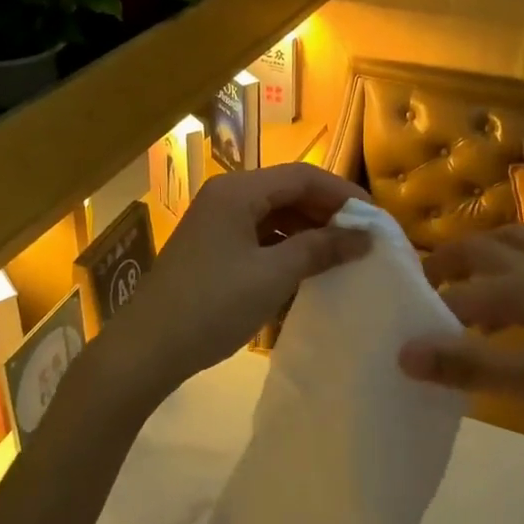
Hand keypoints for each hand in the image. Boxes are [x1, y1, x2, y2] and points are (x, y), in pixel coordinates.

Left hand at [100, 163, 371, 403]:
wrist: (147, 348)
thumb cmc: (213, 304)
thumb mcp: (273, 275)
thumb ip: (321, 249)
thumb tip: (365, 236)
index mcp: (238, 190)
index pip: (302, 175)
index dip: (342, 193)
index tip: (376, 218)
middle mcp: (226, 195)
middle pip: (287, 191)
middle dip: (327, 212)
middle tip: (363, 239)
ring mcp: (216, 221)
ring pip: (274, 213)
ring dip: (308, 230)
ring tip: (341, 254)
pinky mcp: (212, 247)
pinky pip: (258, 235)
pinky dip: (285, 246)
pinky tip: (306, 268)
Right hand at [397, 224, 523, 451]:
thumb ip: (468, 365)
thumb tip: (403, 353)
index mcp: (521, 287)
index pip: (457, 293)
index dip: (426, 314)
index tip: (401, 337)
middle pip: (482, 246)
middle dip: (446, 262)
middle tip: (423, 289)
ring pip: (513, 247)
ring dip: (480, 259)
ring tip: (463, 293)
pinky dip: (509, 276)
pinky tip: (513, 315)